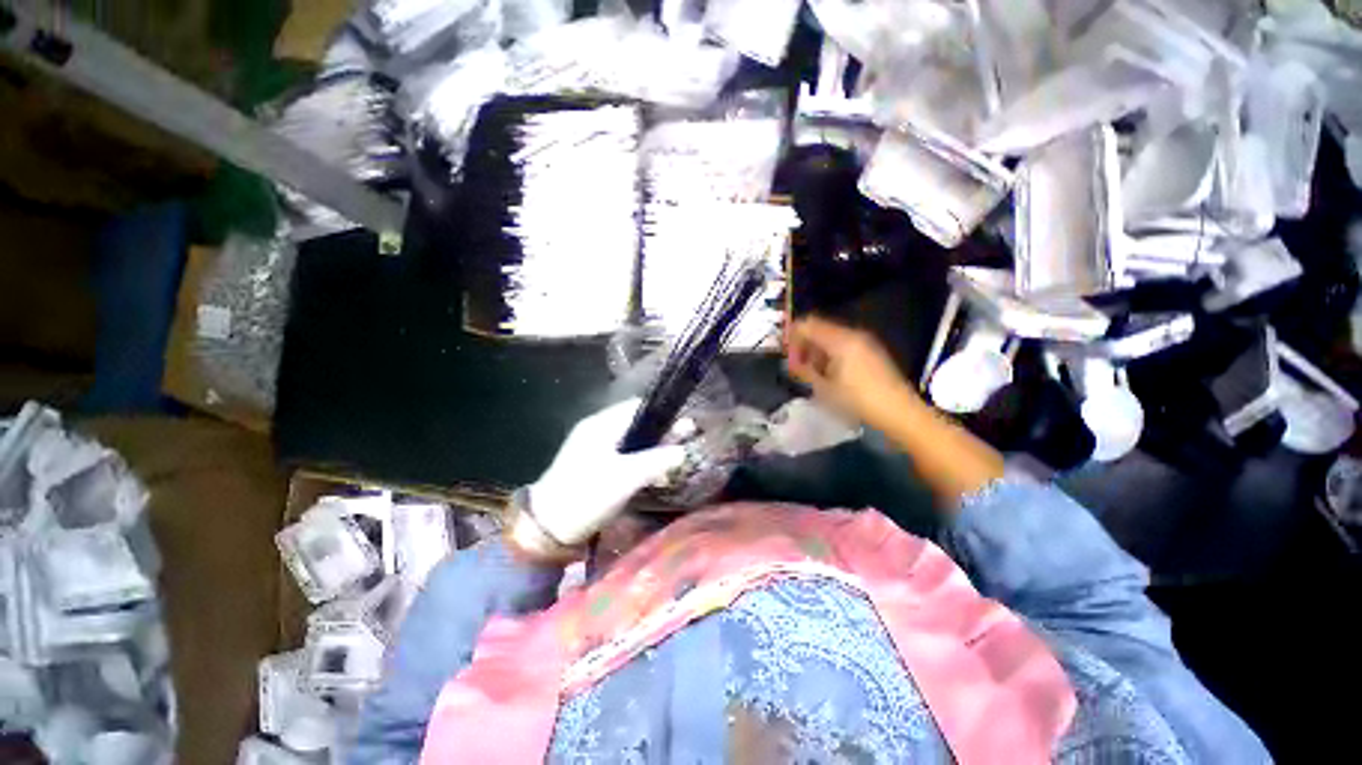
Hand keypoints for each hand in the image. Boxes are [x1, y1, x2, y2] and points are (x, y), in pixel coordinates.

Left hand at [522, 398, 686, 551]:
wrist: (546, 528)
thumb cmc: (586, 495)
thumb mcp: (625, 478)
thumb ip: (656, 461)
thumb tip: (683, 451)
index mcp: (601, 425)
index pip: (638, 407)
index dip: (662, 414)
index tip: (684, 428)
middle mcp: (597, 430)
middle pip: (636, 424)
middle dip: (660, 435)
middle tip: (683, 446)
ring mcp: (593, 448)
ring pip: (631, 442)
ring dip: (652, 451)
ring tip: (671, 466)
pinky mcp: (593, 466)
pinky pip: (622, 456)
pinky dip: (639, 463)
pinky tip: (652, 477)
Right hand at [788, 317, 1003, 505]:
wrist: (900, 413)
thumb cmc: (858, 401)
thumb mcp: (824, 388)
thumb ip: (804, 371)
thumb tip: (791, 363)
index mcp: (840, 340)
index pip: (808, 324)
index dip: (792, 336)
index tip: (785, 354)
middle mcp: (853, 334)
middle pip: (820, 328)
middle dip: (804, 344)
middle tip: (796, 366)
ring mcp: (865, 342)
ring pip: (831, 337)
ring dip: (817, 350)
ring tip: (810, 372)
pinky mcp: (871, 352)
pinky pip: (844, 344)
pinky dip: (831, 354)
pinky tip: (829, 373)